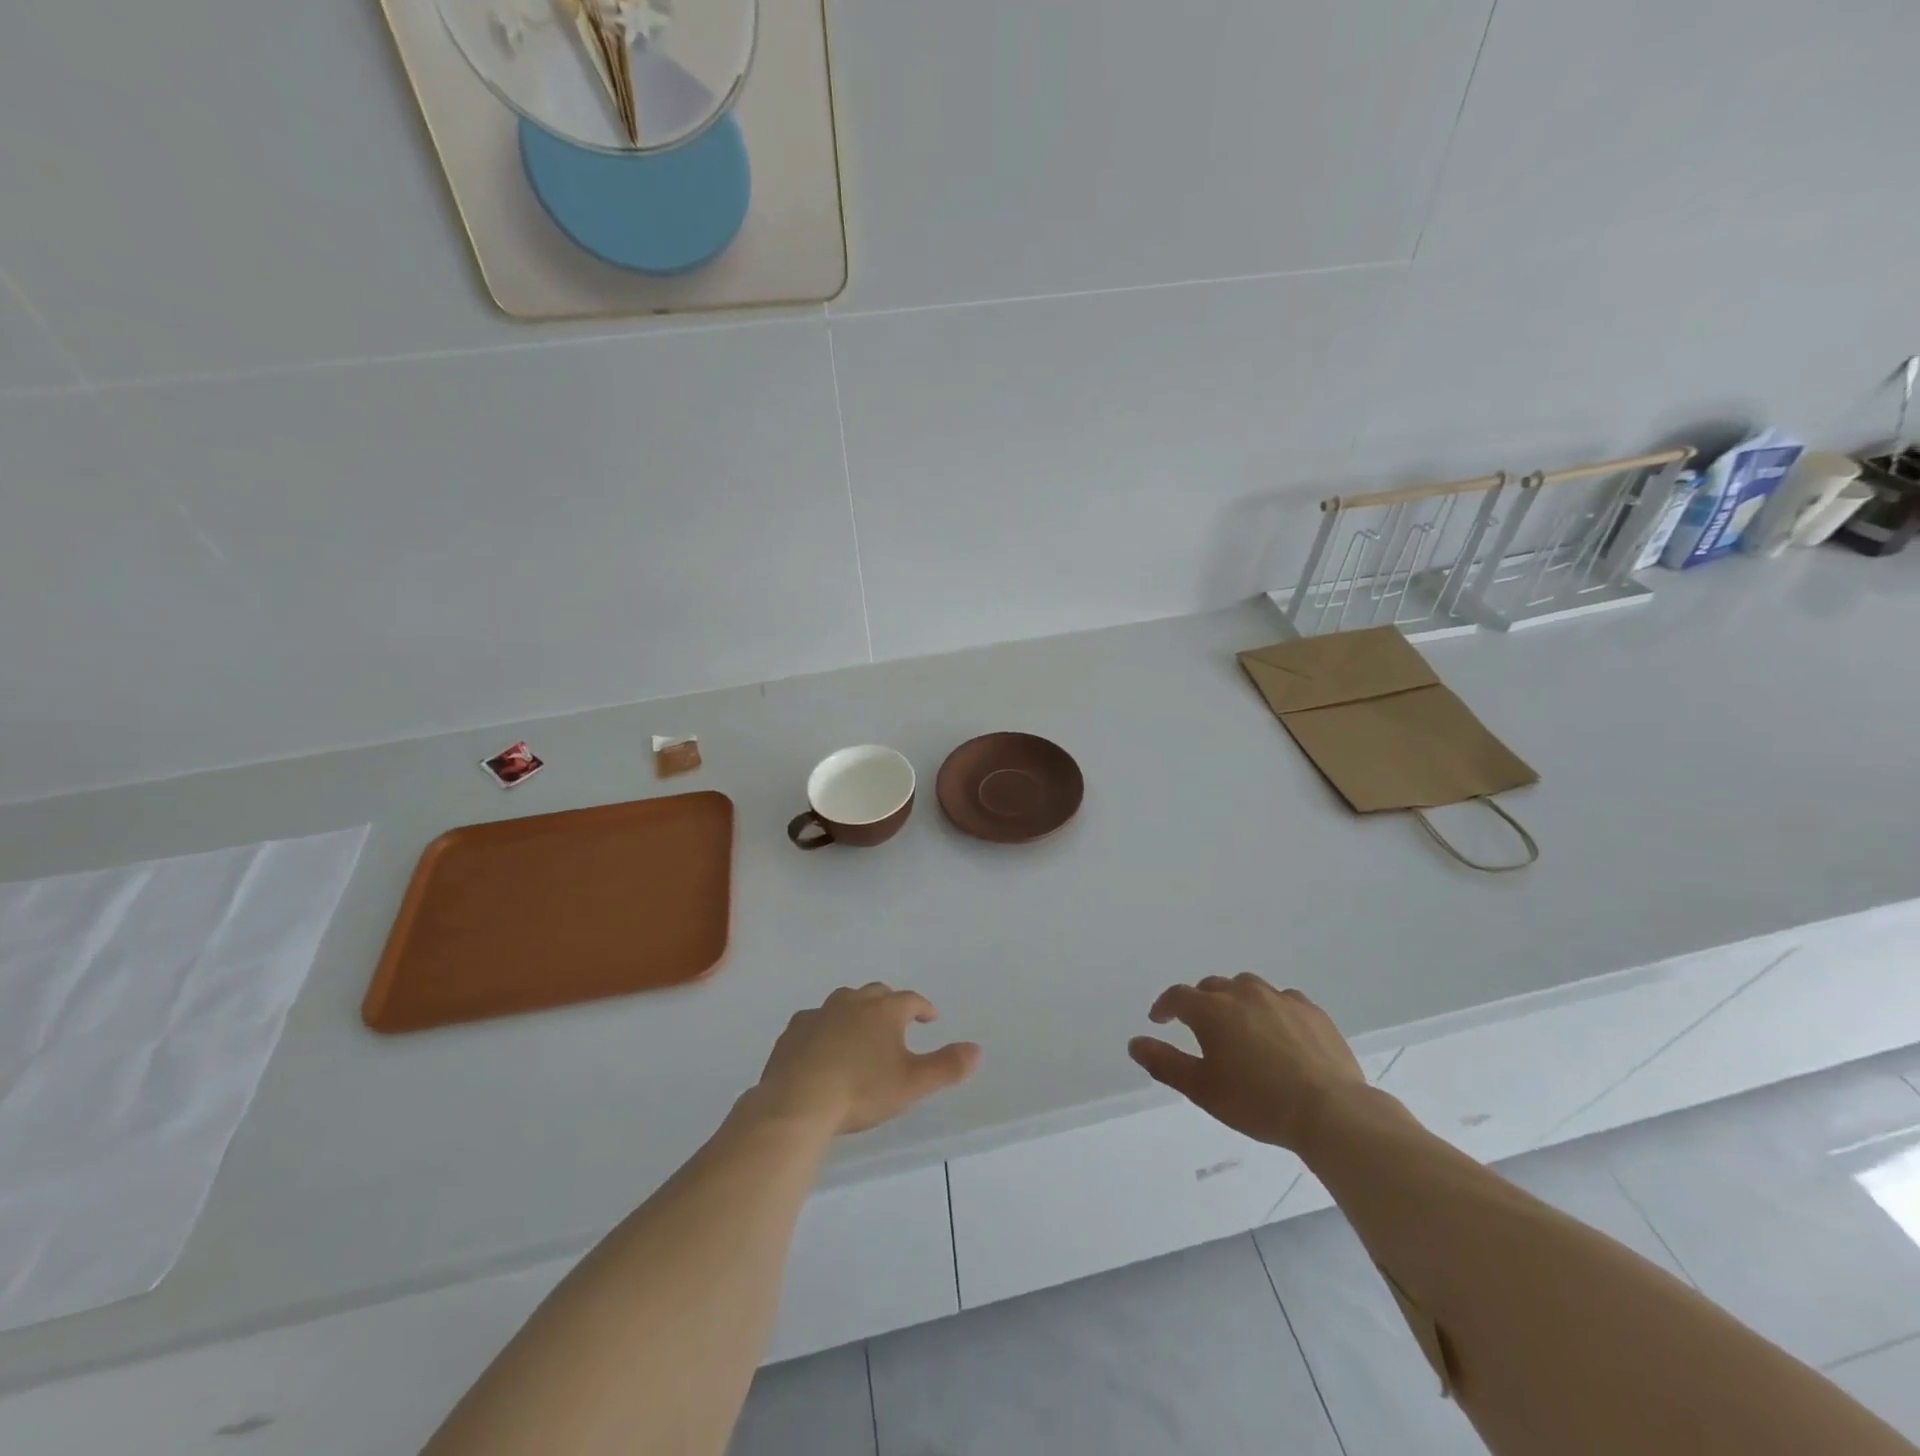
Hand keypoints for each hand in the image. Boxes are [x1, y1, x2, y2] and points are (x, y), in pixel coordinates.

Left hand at [754, 984, 981, 1135]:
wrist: (798, 1102)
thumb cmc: (861, 1091)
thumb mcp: (912, 1084)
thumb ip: (947, 1067)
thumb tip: (978, 1050)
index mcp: (884, 1011)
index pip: (911, 1000)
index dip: (923, 1007)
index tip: (930, 1017)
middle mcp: (852, 1002)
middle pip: (877, 993)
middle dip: (890, 1003)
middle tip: (897, 1020)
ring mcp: (820, 1013)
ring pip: (843, 1001)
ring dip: (856, 1010)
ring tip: (861, 1029)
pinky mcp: (794, 1030)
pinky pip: (815, 1020)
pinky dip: (825, 1027)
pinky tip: (823, 1043)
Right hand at [1128, 974, 1368, 1152]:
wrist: (1330, 1112)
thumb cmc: (1257, 1102)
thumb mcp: (1202, 1090)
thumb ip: (1164, 1063)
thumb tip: (1134, 1043)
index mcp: (1212, 1010)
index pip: (1177, 996)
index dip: (1164, 1006)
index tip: (1160, 1020)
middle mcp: (1243, 993)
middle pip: (1212, 987)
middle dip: (1200, 1003)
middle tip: (1200, 1028)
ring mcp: (1280, 998)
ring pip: (1247, 987)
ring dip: (1235, 1000)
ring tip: (1238, 1026)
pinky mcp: (1311, 1010)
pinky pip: (1281, 999)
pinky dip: (1270, 1009)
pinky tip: (1277, 1032)